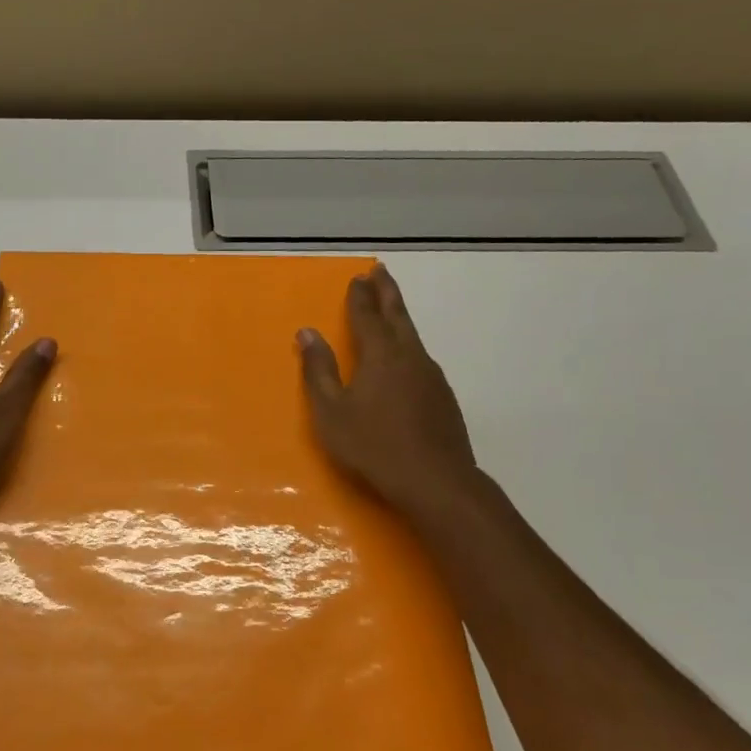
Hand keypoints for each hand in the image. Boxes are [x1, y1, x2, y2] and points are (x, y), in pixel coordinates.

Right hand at [298, 264, 480, 518]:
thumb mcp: (332, 411)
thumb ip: (319, 370)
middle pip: (398, 315)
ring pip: (413, 336)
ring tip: (391, 309)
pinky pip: (421, 358)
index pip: (368, 316)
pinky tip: (406, 359)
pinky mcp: (443, 396)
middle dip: (387, 291)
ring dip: (400, 316)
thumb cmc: (373, 445)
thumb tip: (307, 333)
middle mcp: (409, 356)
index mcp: (380, 355)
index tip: (358, 277)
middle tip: (380, 270)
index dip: (360, 296)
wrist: (435, 480)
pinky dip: (409, 345)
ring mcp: (431, 376)